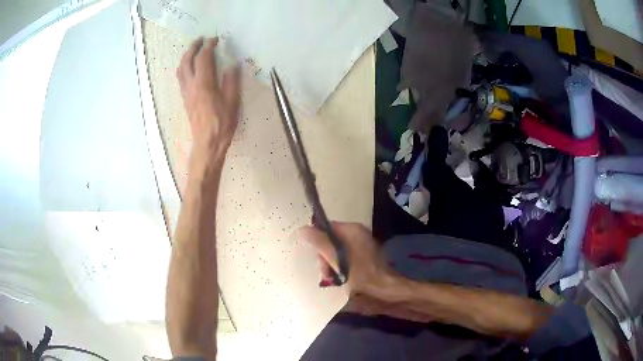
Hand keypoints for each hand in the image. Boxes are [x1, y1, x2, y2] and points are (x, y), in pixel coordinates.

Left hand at [177, 37, 240, 159]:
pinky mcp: (185, 99)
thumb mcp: (232, 102)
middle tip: (201, 40)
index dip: (208, 46)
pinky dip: (184, 67)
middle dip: (193, 47)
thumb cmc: (222, 124)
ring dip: (186, 56)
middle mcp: (191, 86)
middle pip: (187, 60)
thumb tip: (232, 66)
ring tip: (194, 51)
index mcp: (204, 84)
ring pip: (181, 69)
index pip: (203, 58)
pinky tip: (190, 67)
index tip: (215, 39)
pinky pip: (181, 78)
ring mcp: (186, 92)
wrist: (207, 142)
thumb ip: (231, 82)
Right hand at [296, 223, 432, 321]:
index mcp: (352, 229)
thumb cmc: (360, 273)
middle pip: (331, 240)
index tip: (314, 255)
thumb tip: (302, 229)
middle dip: (324, 256)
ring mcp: (362, 244)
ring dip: (330, 264)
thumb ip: (319, 242)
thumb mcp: (335, 258)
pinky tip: (339, 278)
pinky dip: (340, 266)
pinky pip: (345, 256)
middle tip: (325, 272)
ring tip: (331, 278)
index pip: (327, 227)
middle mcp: (358, 233)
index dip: (317, 240)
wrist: (383, 287)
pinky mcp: (364, 255)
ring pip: (337, 250)